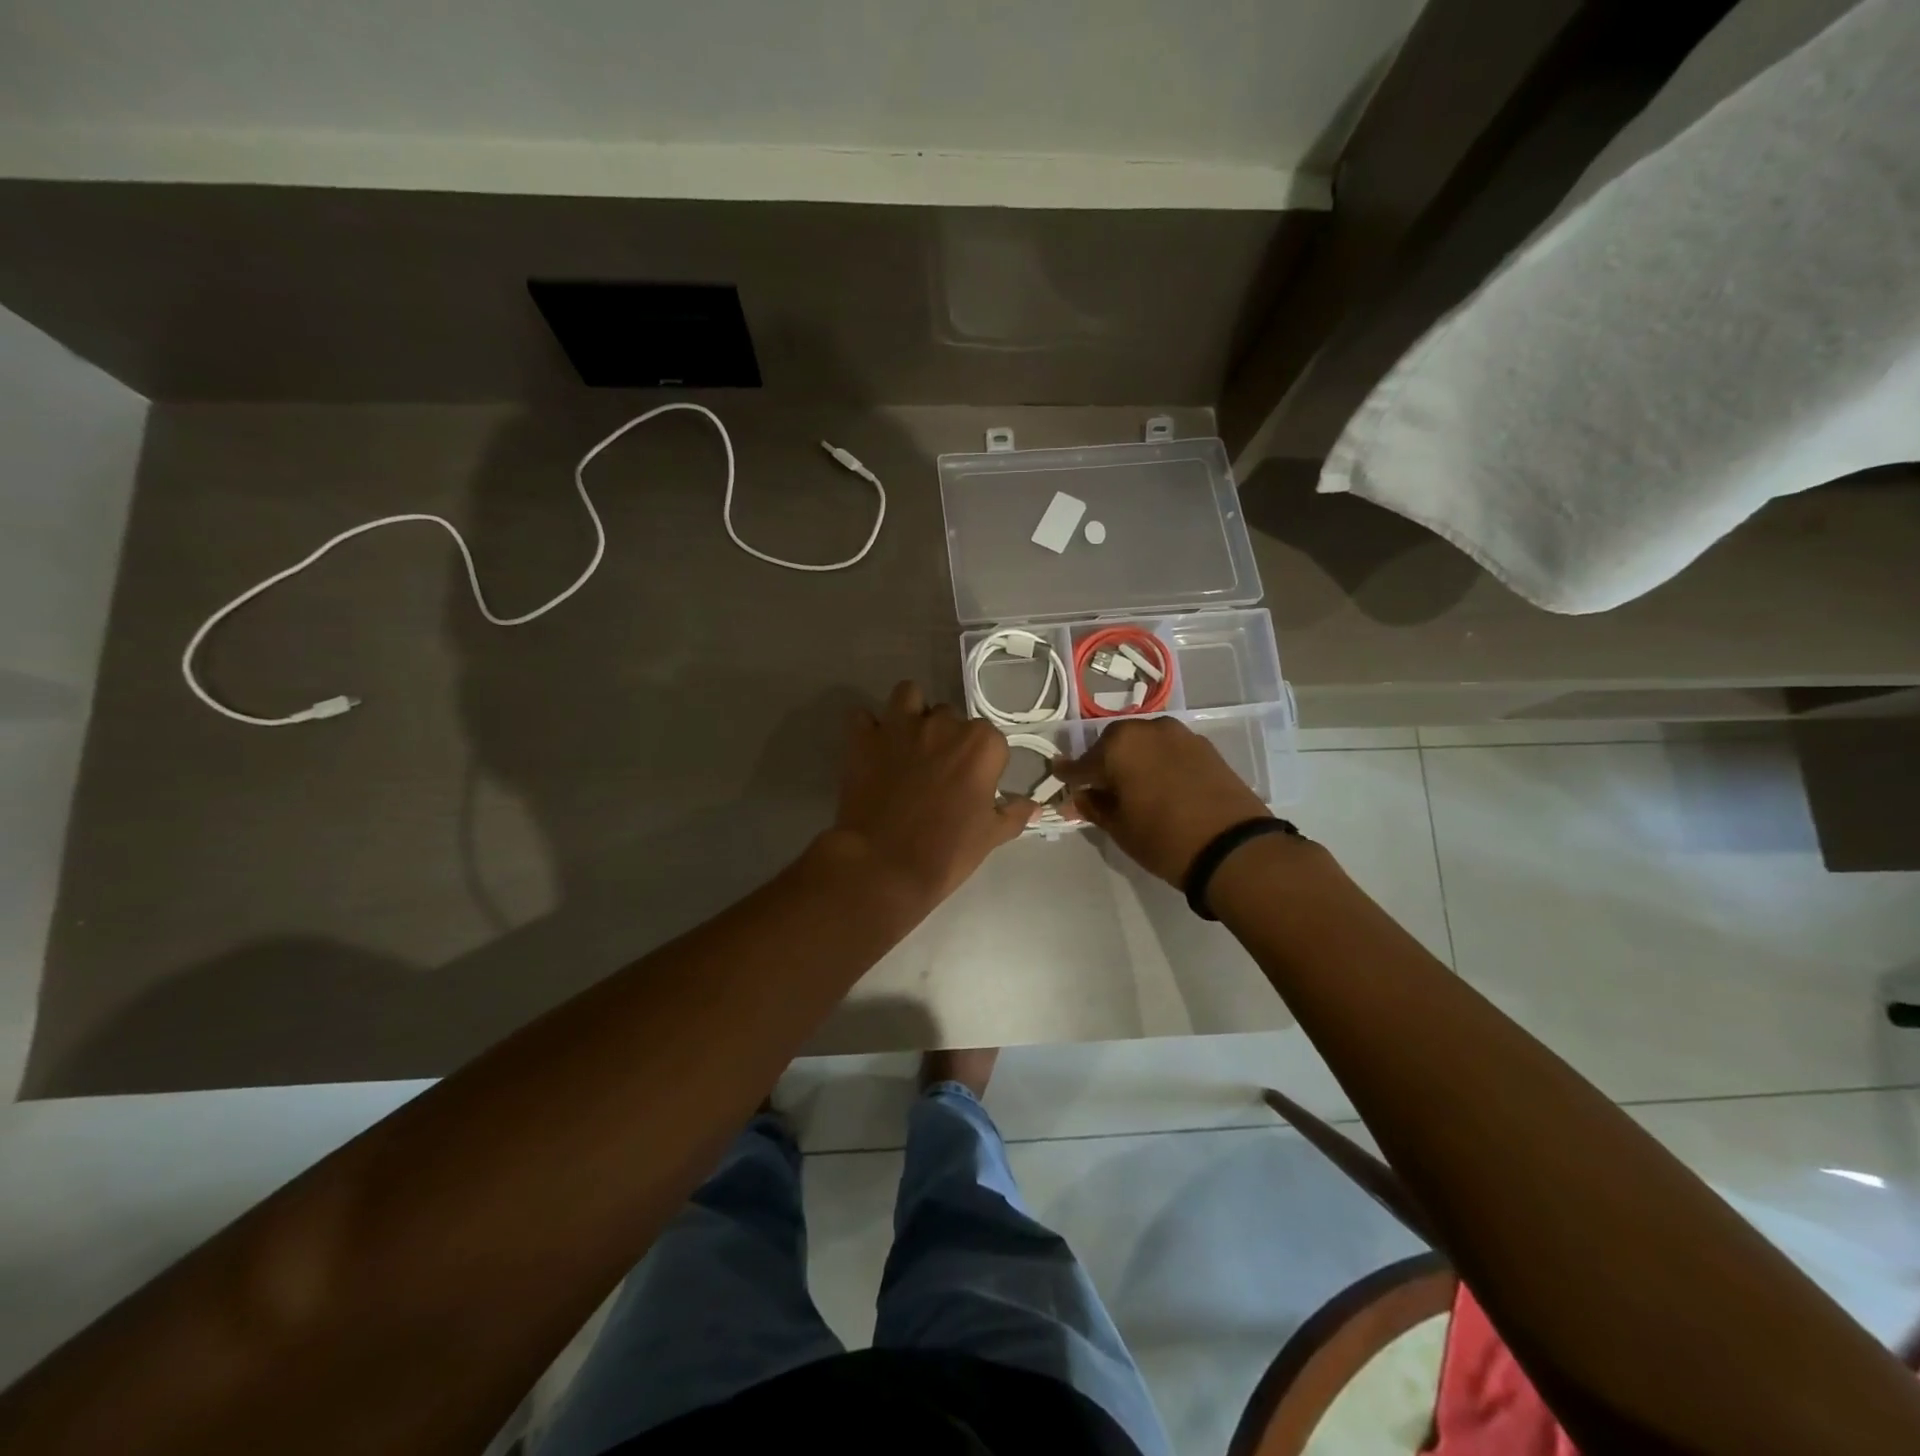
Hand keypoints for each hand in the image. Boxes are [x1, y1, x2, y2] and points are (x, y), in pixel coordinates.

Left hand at [832, 681, 1034, 905]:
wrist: (883, 866)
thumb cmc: (946, 852)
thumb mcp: (991, 836)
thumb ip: (1014, 814)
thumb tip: (1033, 807)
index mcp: (981, 744)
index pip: (991, 739)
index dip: (984, 762)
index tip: (975, 785)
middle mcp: (942, 724)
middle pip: (950, 717)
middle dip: (947, 737)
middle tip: (939, 772)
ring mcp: (899, 726)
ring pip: (908, 695)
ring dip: (911, 712)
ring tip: (908, 742)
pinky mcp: (863, 738)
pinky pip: (863, 717)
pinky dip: (868, 728)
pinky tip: (872, 748)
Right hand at [1056, 717, 1271, 884]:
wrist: (1234, 848)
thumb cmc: (1164, 838)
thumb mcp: (1119, 827)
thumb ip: (1094, 806)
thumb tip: (1079, 797)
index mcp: (1118, 745)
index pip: (1082, 762)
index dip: (1069, 775)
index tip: (1059, 778)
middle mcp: (1147, 729)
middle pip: (1114, 744)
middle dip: (1103, 763)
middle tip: (1098, 787)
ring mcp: (1180, 735)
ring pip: (1143, 744)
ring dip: (1132, 760)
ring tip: (1130, 786)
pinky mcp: (1205, 747)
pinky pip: (1168, 750)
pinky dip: (1158, 762)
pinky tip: (1158, 783)